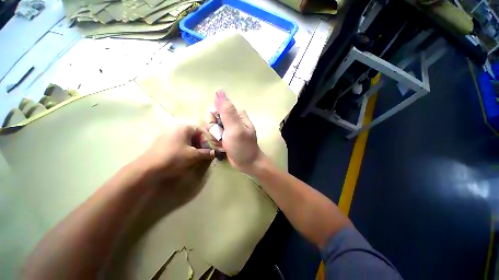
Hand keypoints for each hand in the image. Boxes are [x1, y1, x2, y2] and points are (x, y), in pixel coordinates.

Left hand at [137, 123, 213, 184]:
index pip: (201, 130)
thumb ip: (206, 153)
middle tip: (205, 152)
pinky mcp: (163, 142)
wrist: (148, 168)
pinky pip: (179, 142)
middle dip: (201, 143)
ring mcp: (168, 134)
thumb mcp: (193, 155)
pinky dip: (186, 147)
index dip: (208, 139)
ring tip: (197, 155)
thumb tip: (215, 153)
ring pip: (187, 139)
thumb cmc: (174, 157)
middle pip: (194, 134)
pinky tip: (186, 156)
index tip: (211, 147)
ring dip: (194, 146)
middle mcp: (176, 128)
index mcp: (184, 128)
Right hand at [214, 90, 263, 173]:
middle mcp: (232, 119)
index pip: (216, 109)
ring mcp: (228, 129)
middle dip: (214, 131)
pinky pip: (214, 136)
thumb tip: (220, 91)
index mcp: (236, 114)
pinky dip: (216, 143)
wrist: (248, 163)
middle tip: (222, 138)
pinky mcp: (225, 137)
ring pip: (212, 129)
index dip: (214, 119)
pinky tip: (223, 147)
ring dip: (215, 138)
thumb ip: (227, 111)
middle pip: (213, 119)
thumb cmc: (242, 146)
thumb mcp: (235, 128)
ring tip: (223, 144)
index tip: (219, 128)